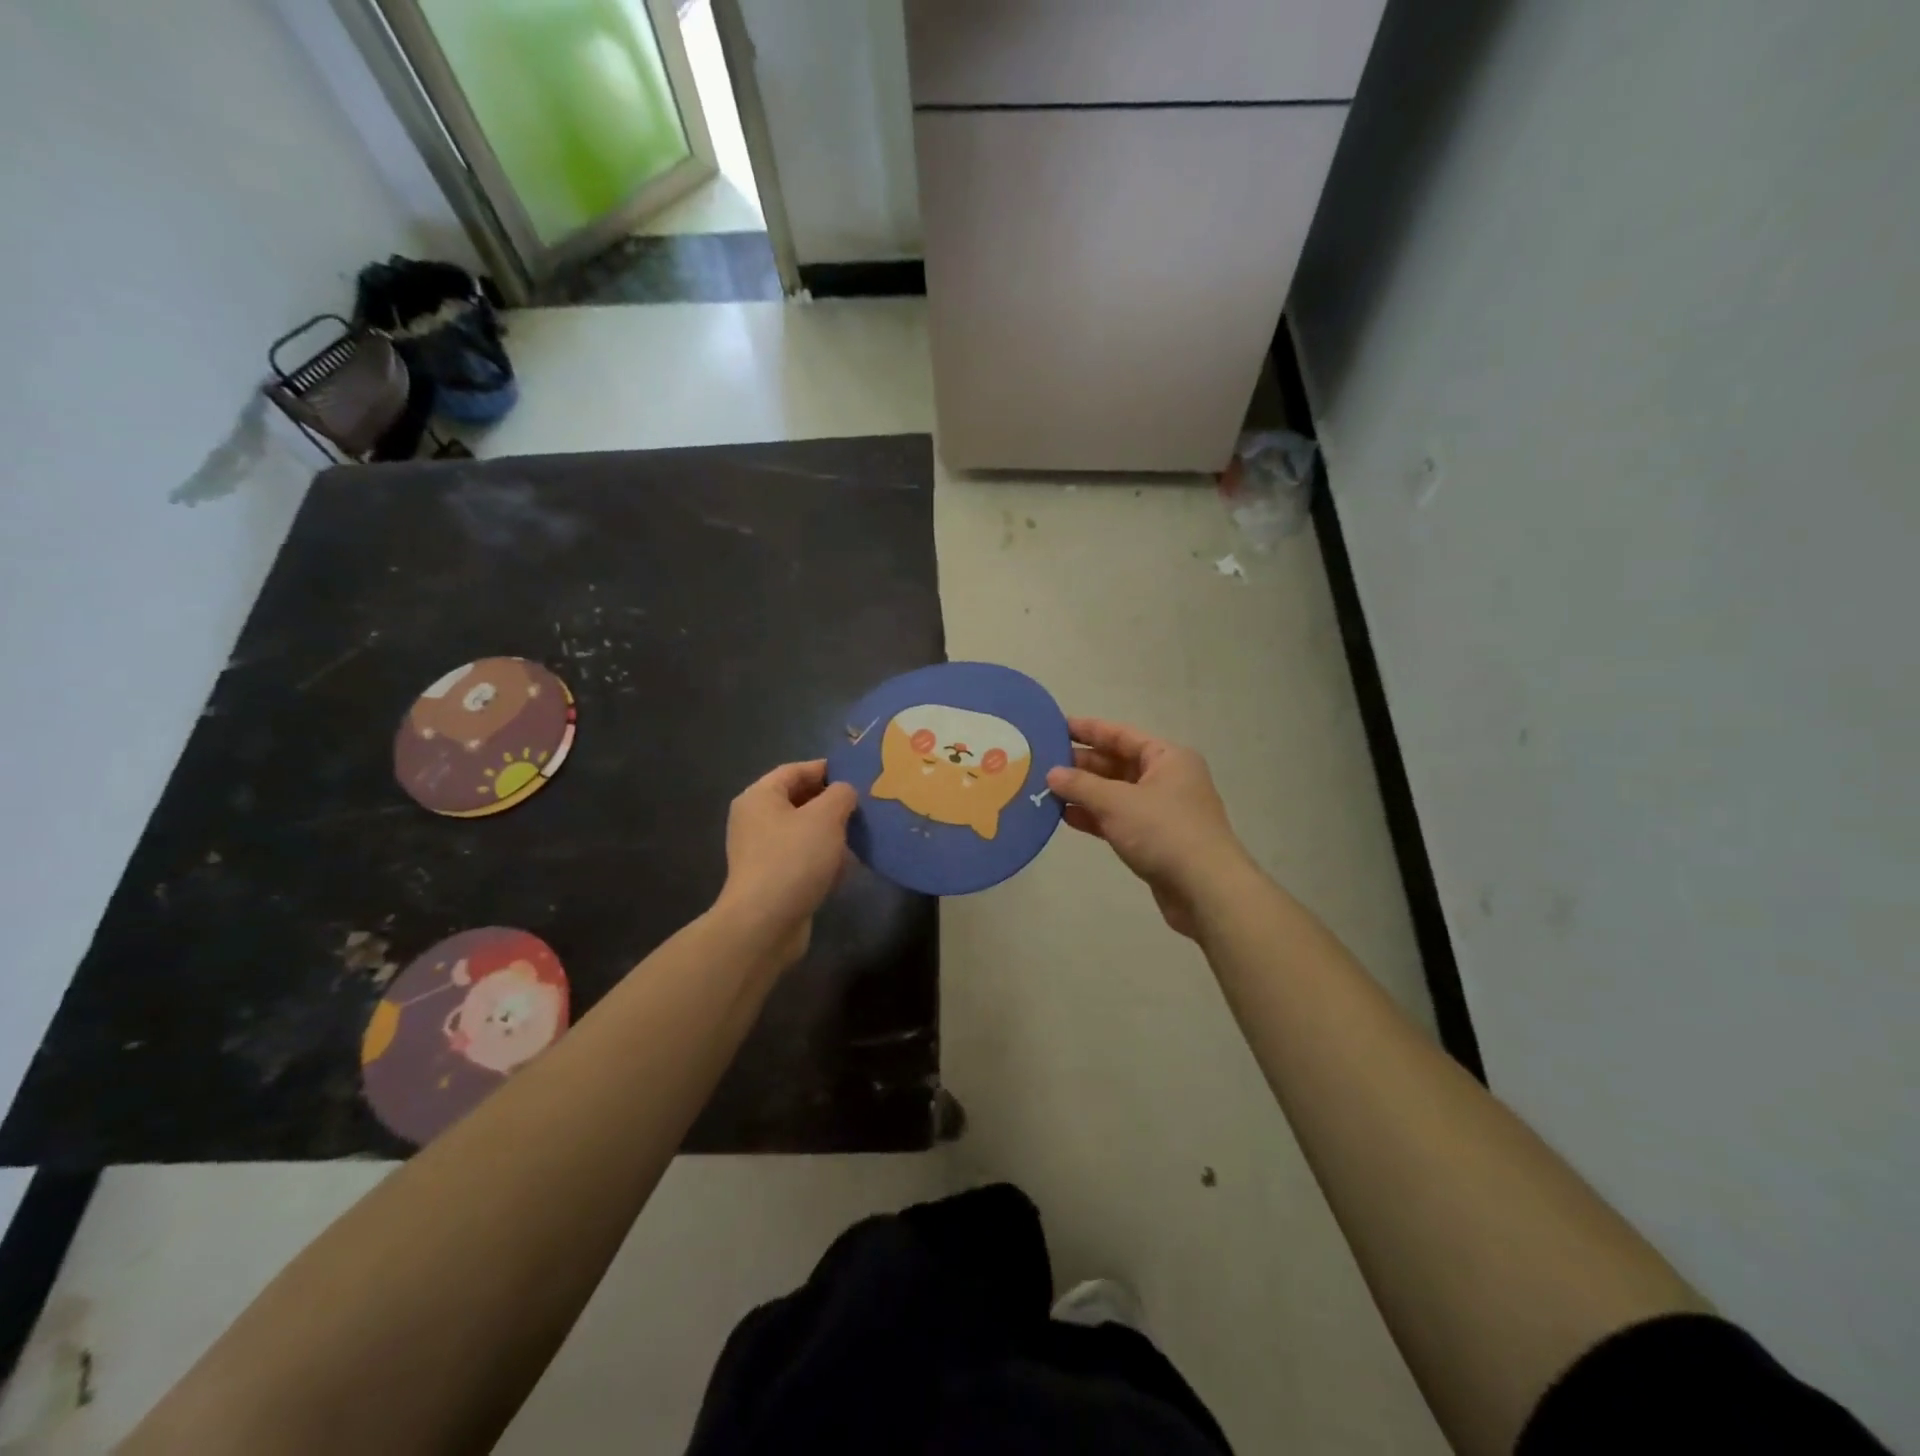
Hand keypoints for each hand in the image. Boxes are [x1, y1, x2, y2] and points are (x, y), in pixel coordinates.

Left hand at [715, 760, 857, 964]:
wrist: (765, 924)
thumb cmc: (794, 859)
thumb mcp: (826, 817)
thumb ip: (841, 795)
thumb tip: (844, 793)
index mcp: (760, 797)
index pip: (794, 770)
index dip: (826, 769)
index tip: (857, 775)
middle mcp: (755, 820)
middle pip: (799, 801)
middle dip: (832, 803)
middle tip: (864, 807)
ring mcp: (762, 852)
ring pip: (803, 832)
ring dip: (831, 834)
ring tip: (860, 837)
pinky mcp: (773, 879)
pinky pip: (802, 859)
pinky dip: (823, 860)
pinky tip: (845, 869)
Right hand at [1046, 718, 1251, 938]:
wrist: (1205, 889)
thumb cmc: (1163, 832)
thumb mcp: (1117, 802)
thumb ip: (1081, 786)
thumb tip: (1052, 774)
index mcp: (1167, 758)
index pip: (1122, 734)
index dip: (1089, 729)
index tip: (1056, 726)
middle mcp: (1167, 779)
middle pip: (1117, 764)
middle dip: (1082, 764)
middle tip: (1042, 762)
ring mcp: (1162, 811)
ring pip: (1116, 794)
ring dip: (1084, 792)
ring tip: (1046, 789)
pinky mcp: (1155, 840)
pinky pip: (1118, 819)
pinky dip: (1094, 817)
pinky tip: (1065, 817)